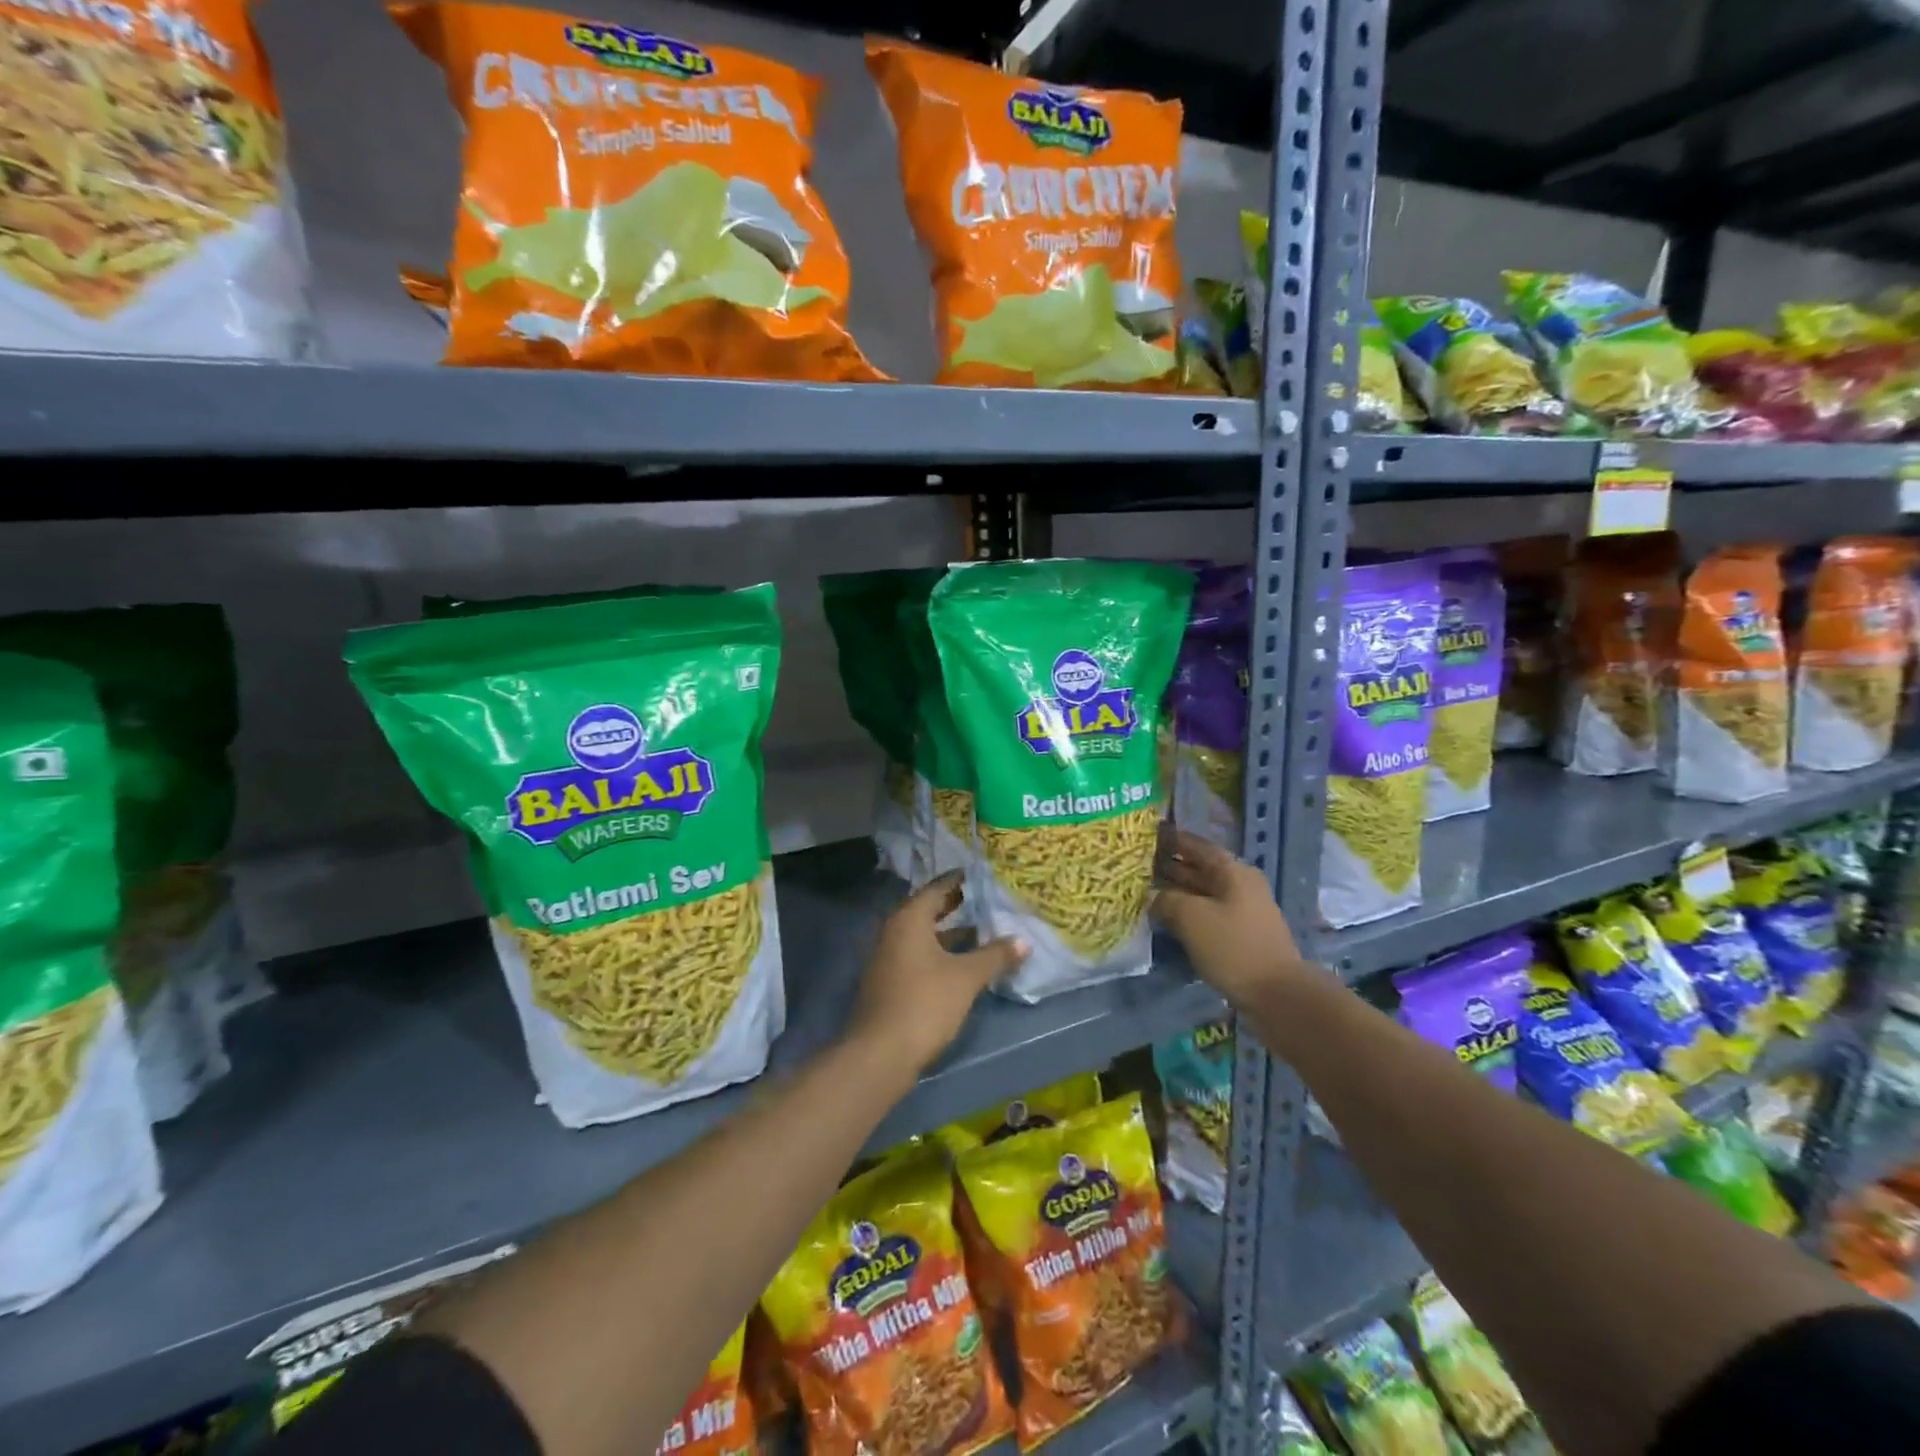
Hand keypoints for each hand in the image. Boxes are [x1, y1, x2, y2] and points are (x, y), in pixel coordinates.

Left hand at [846, 872, 1028, 1077]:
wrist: (880, 1054)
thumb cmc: (924, 1003)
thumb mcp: (966, 977)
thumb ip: (995, 956)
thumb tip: (1023, 941)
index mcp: (909, 919)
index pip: (937, 889)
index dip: (960, 881)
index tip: (982, 874)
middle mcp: (894, 931)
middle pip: (928, 911)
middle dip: (958, 907)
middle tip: (988, 901)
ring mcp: (888, 959)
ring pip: (924, 937)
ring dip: (951, 935)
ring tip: (984, 934)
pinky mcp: (889, 984)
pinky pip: (919, 957)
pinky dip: (940, 955)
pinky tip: (964, 966)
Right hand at [1153, 828, 1306, 1006]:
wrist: (1277, 994)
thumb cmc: (1233, 946)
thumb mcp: (1191, 917)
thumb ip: (1166, 900)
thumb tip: (1153, 897)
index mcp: (1233, 872)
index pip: (1197, 846)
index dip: (1172, 840)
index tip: (1147, 837)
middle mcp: (1240, 885)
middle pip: (1200, 868)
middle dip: (1170, 866)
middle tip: (1137, 866)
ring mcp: (1242, 912)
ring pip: (1202, 893)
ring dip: (1176, 891)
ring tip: (1144, 892)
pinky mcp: (1240, 935)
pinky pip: (1208, 914)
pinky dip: (1187, 912)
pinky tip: (1166, 919)